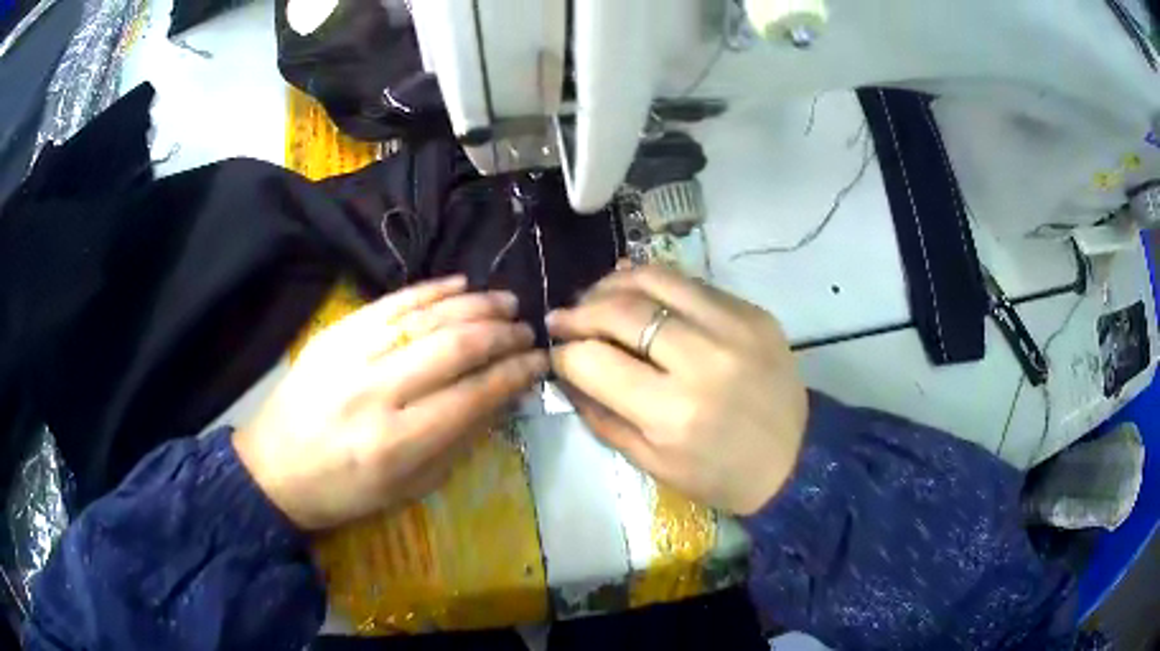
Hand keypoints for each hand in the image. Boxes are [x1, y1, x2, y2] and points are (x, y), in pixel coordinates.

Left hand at [233, 277, 547, 530]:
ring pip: (425, 318)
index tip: (538, 362)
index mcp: (397, 444)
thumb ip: (457, 443)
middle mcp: (376, 393)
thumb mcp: (408, 489)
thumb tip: (499, 398)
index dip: (513, 374)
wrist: (273, 469)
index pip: (472, 396)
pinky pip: (389, 303)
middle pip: (454, 348)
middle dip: (501, 334)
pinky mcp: (333, 334)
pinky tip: (459, 283)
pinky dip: (429, 290)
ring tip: (505, 301)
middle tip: (526, 329)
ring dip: (474, 305)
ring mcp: (350, 356)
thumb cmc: (345, 492)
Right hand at [547, 266, 806, 515]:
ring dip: (613, 283)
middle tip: (563, 318)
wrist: (795, 459)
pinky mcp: (754, 312)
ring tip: (595, 297)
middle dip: (579, 311)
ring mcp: (734, 328)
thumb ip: (601, 415)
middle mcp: (702, 360)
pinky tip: (639, 294)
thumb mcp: (651, 463)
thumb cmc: (719, 475)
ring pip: (655, 279)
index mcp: (673, 413)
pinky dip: (656, 284)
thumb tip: (566, 371)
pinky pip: (691, 284)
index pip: (594, 361)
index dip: (564, 353)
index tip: (556, 351)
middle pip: (621, 310)